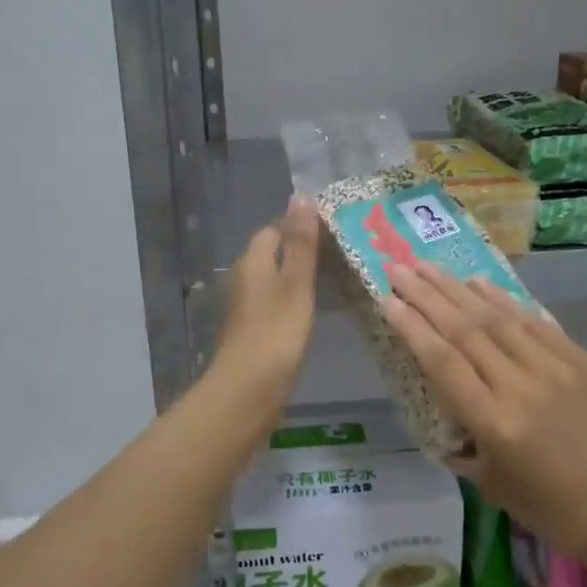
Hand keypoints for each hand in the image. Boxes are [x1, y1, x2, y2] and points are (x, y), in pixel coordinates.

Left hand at [213, 195, 320, 397]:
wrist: (248, 390)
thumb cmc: (275, 332)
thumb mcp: (295, 282)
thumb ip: (300, 242)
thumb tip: (300, 195)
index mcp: (251, 262)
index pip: (274, 229)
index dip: (301, 226)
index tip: (334, 231)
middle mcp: (244, 280)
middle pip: (273, 254)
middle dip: (302, 251)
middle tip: (342, 255)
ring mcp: (247, 308)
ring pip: (275, 281)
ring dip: (299, 278)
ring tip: (336, 280)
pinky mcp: (254, 332)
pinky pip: (276, 305)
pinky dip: (294, 303)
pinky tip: (314, 312)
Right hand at [381, 264, 586, 559]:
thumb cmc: (549, 507)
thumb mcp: (489, 483)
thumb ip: (459, 440)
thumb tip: (438, 407)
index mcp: (495, 424)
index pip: (442, 362)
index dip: (411, 327)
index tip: (386, 299)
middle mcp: (521, 387)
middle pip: (465, 330)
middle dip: (426, 295)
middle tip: (399, 269)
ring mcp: (555, 369)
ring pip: (497, 318)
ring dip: (458, 288)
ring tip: (428, 267)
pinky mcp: (580, 360)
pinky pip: (534, 322)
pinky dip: (503, 300)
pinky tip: (478, 283)